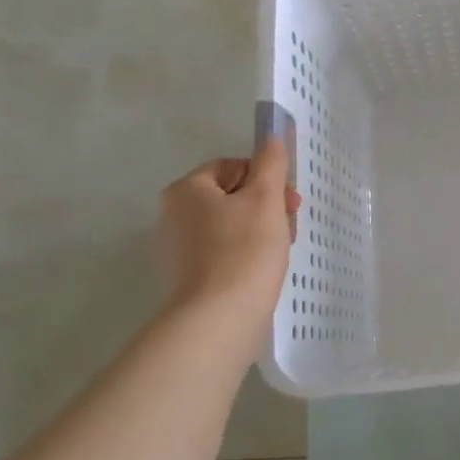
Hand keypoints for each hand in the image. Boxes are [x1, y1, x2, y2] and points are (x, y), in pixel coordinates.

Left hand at [155, 140, 300, 319]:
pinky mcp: (182, 280)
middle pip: (227, 198)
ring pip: (225, 227)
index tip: (288, 199)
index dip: (264, 177)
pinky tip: (260, 271)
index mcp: (185, 190)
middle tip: (289, 224)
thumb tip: (271, 141)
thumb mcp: (266, 199)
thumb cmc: (245, 249)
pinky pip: (218, 255)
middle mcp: (171, 216)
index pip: (229, 167)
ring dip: (255, 231)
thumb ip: (270, 165)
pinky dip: (240, 256)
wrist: (219, 318)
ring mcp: (173, 251)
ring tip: (279, 250)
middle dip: (262, 206)